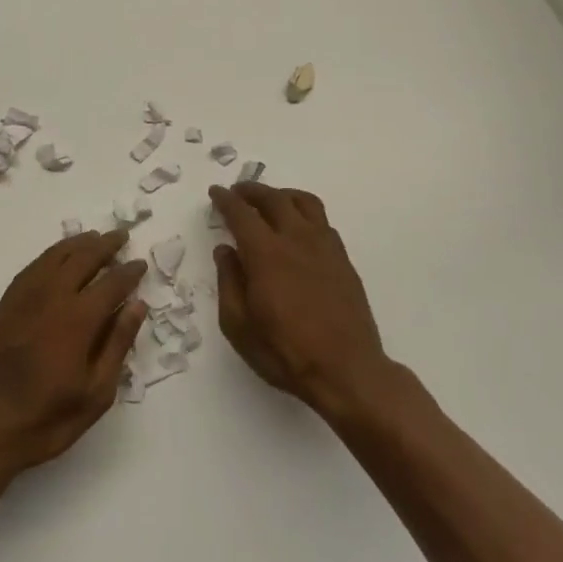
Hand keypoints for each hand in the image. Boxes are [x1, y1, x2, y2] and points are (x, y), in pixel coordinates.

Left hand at [0, 230, 147, 482]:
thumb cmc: (45, 419)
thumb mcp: (95, 394)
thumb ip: (117, 344)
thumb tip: (136, 305)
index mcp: (78, 319)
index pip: (111, 283)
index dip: (128, 272)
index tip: (140, 264)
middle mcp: (51, 298)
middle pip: (82, 259)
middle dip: (105, 246)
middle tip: (121, 236)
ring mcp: (23, 298)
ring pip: (54, 257)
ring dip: (77, 244)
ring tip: (93, 237)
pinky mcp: (3, 305)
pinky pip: (31, 268)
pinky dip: (50, 256)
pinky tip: (56, 258)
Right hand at [210, 183, 392, 417]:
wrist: (347, 370)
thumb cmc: (284, 352)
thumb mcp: (238, 325)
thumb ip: (229, 282)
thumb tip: (225, 250)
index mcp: (266, 254)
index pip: (242, 214)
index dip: (226, 200)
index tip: (216, 192)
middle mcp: (297, 240)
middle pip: (274, 199)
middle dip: (252, 191)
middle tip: (238, 192)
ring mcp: (325, 247)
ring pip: (304, 202)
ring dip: (282, 195)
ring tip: (270, 201)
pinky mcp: (343, 259)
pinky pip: (322, 221)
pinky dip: (304, 213)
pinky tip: (298, 228)